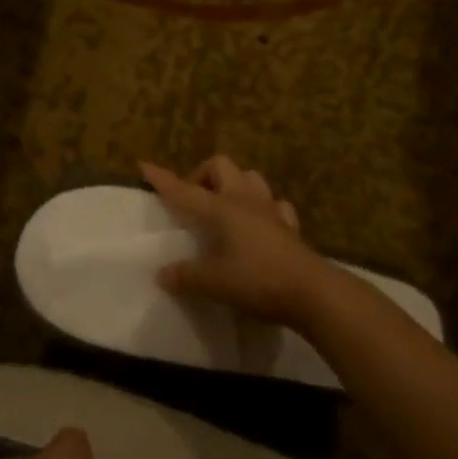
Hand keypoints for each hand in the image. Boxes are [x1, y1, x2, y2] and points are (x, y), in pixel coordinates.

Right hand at [140, 156, 333, 327]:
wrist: (313, 293)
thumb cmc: (258, 281)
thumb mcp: (214, 283)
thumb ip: (186, 276)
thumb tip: (162, 273)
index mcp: (222, 209)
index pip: (185, 190)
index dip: (163, 179)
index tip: (145, 165)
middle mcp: (245, 201)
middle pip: (221, 166)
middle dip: (202, 175)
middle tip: (193, 202)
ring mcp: (271, 211)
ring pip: (250, 178)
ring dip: (233, 185)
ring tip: (222, 208)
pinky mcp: (290, 227)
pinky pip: (274, 205)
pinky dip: (262, 208)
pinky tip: (258, 224)